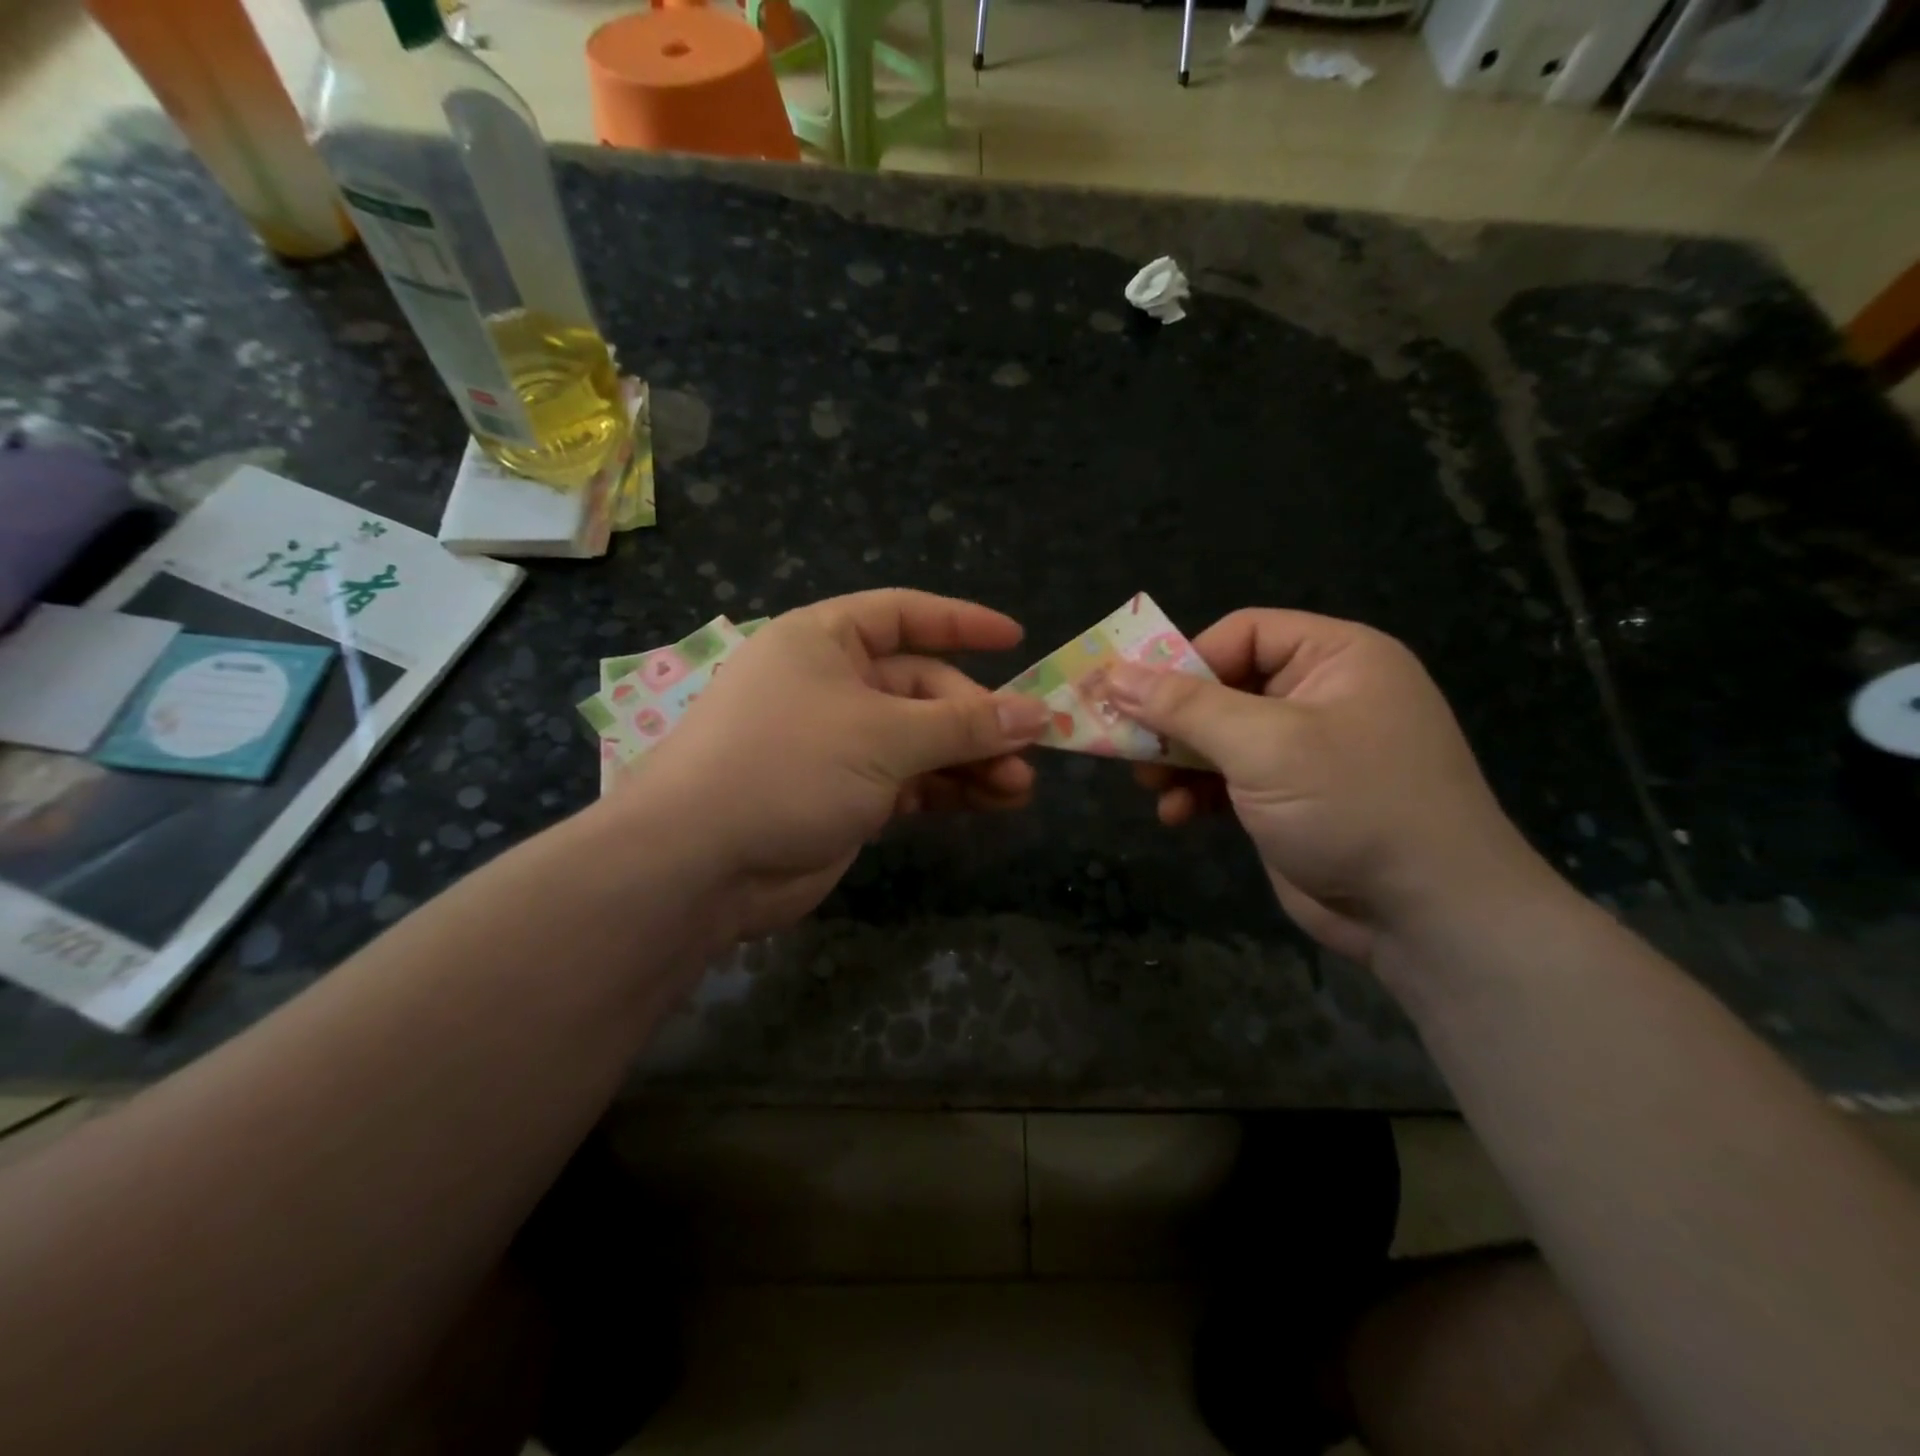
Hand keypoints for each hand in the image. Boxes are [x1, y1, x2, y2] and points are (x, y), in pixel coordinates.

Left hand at [616, 590, 1048, 939]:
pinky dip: (948, 789)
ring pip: (921, 741)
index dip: (962, 624)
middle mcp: (832, 685)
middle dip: (977, 719)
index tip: (1017, 639)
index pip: (903, 616)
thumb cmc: (789, 766)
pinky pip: (910, 781)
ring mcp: (839, 744)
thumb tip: (1036, 714)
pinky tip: (992, 802)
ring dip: (971, 760)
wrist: (702, 863)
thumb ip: (963, 725)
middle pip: (922, 688)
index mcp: (824, 641)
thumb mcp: (884, 735)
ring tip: (1020, 786)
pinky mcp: (846, 795)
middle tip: (1029, 748)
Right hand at [1103, 610, 1543, 962]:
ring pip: (1219, 735)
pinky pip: (1229, 778)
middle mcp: (1322, 694)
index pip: (1243, 633)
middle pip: (1224, 685)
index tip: (1137, 697)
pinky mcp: (1290, 798)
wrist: (1426, 916)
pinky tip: (1176, 815)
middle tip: (1126, 743)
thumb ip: (1184, 707)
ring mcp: (1306, 750)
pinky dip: (1198, 792)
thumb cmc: (1352, 805)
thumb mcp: (1264, 746)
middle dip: (1174, 718)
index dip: (1186, 660)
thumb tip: (1114, 675)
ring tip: (1148, 784)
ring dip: (1179, 759)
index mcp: (1336, 657)